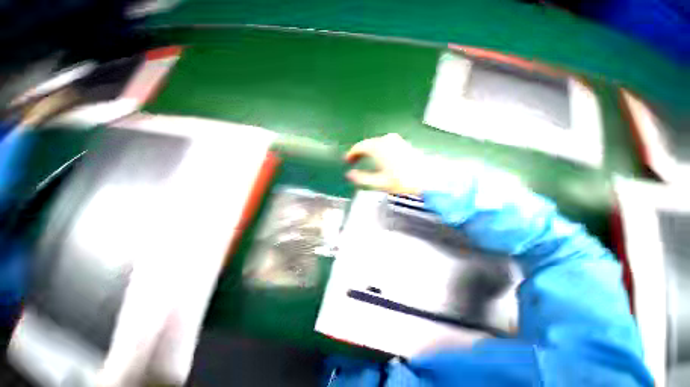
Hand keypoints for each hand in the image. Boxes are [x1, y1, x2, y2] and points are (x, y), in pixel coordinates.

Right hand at [345, 133, 426, 195]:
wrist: (428, 179)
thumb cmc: (402, 181)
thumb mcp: (379, 182)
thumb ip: (361, 178)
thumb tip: (349, 175)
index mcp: (378, 148)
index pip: (359, 147)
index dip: (351, 154)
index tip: (347, 161)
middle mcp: (386, 140)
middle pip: (368, 143)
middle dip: (359, 152)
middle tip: (353, 161)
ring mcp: (396, 140)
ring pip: (377, 143)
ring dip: (369, 150)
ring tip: (364, 160)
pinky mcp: (403, 143)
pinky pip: (385, 143)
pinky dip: (378, 149)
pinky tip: (379, 157)